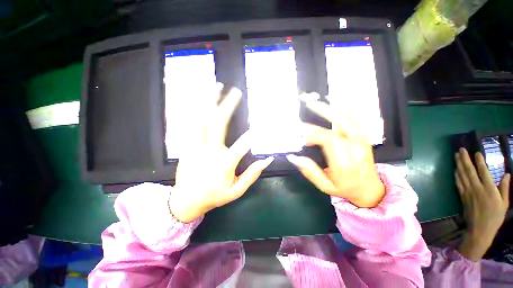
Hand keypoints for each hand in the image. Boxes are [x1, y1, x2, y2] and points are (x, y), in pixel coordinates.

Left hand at [169, 85, 273, 222]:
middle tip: (236, 92)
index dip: (251, 135)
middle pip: (218, 124)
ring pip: (201, 119)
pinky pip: (191, 123)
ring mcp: (195, 147)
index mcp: (223, 165)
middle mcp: (209, 152)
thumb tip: (267, 159)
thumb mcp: (237, 191)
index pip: (241, 147)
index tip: (261, 123)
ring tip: (216, 86)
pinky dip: (195, 109)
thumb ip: (252, 175)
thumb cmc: (214, 196)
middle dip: (228, 106)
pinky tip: (200, 98)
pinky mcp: (187, 145)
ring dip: (208, 101)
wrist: (186, 201)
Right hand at [286, 97, 383, 207]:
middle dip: (324, 113)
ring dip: (334, 108)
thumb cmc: (345, 189)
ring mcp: (363, 142)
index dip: (314, 135)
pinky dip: (348, 110)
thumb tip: (293, 157)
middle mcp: (355, 150)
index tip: (303, 138)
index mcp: (345, 164)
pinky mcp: (365, 138)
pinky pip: (359, 120)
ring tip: (320, 101)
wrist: (370, 190)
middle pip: (341, 126)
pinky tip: (337, 104)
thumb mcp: (324, 186)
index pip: (329, 141)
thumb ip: (309, 171)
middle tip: (309, 105)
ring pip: (351, 120)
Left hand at [455, 148, 509, 260]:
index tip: (476, 152)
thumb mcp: (504, 203)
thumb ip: (504, 188)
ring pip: (461, 174)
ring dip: (458, 164)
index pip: (483, 171)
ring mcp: (467, 191)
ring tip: (456, 155)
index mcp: (489, 189)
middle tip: (461, 149)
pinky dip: (456, 174)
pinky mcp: (462, 196)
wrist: (480, 230)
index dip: (479, 161)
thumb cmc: (495, 217)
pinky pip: (458, 182)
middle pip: (469, 170)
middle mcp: (476, 188)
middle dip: (464, 158)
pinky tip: (455, 169)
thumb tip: (507, 174)